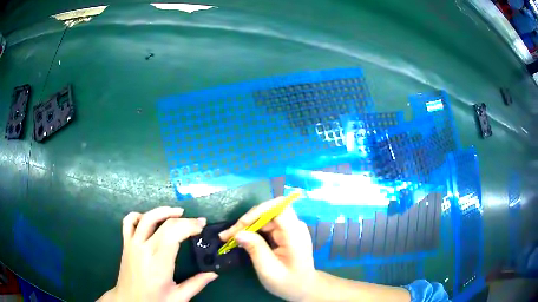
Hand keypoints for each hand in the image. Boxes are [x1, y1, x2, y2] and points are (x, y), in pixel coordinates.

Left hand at [98, 207, 217, 301]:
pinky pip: (129, 222)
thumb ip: (196, 284)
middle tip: (198, 222)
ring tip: (177, 212)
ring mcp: (133, 243)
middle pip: (164, 223)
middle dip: (184, 219)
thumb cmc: (154, 300)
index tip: (202, 226)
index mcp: (159, 261)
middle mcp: (144, 247)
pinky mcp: (126, 243)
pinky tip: (149, 219)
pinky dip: (139, 215)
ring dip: (163, 211)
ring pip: (146, 217)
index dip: (190, 225)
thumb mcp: (178, 297)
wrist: (129, 301)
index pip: (174, 233)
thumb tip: (213, 273)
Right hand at [219, 197, 315, 301]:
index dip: (259, 211)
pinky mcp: (285, 232)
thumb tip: (238, 233)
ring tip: (229, 237)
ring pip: (265, 217)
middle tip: (227, 235)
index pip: (279, 208)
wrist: (303, 287)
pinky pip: (266, 224)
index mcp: (295, 235)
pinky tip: (240, 238)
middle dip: (247, 220)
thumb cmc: (288, 282)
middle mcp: (295, 226)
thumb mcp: (269, 270)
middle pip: (269, 211)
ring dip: (246, 225)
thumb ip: (256, 249)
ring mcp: (290, 228)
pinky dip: (252, 230)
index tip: (242, 225)